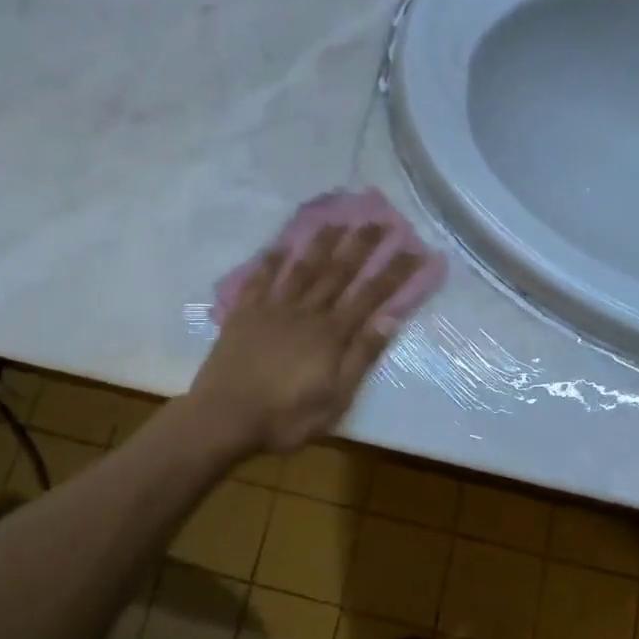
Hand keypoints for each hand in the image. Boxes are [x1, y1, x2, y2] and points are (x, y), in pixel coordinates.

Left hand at [191, 224, 425, 453]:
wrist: (224, 418)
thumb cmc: (285, 417)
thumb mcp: (335, 399)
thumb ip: (360, 358)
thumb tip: (389, 321)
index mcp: (331, 335)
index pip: (370, 297)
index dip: (393, 272)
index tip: (413, 249)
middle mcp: (306, 313)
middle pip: (338, 273)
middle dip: (361, 246)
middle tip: (378, 220)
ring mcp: (272, 310)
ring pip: (301, 269)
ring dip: (320, 243)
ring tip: (335, 221)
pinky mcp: (244, 315)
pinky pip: (259, 281)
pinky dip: (269, 262)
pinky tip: (278, 246)